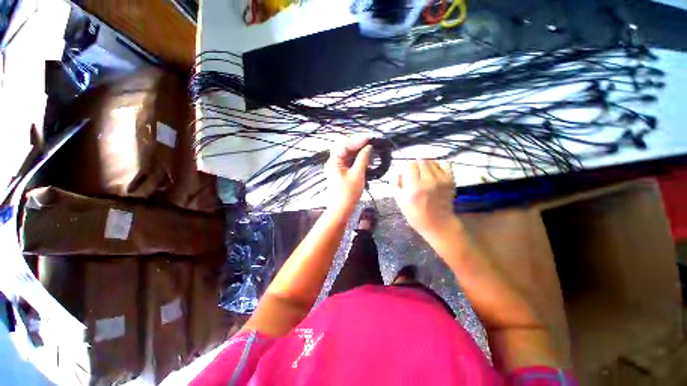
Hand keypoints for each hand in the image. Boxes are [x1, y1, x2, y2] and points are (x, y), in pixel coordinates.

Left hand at [327, 137, 371, 212]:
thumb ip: (363, 159)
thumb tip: (369, 147)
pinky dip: (357, 158)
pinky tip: (366, 158)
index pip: (343, 144)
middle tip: (370, 142)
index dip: (356, 140)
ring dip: (358, 150)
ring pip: (347, 153)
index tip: (369, 138)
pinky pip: (349, 160)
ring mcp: (337, 166)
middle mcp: (334, 161)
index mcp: (334, 161)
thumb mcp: (357, 174)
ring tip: (370, 149)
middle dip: (357, 143)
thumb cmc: (349, 193)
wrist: (342, 207)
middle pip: (344, 147)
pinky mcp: (342, 171)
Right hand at [395, 160, 456, 236]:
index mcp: (414, 187)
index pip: (410, 164)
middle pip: (421, 160)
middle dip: (415, 165)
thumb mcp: (399, 201)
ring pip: (431, 161)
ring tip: (423, 173)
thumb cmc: (415, 214)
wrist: (438, 224)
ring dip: (425, 164)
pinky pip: (444, 163)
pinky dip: (437, 164)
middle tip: (413, 173)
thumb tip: (397, 169)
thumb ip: (395, 183)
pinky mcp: (451, 180)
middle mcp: (428, 181)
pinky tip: (434, 172)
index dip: (406, 167)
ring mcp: (441, 180)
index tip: (405, 172)